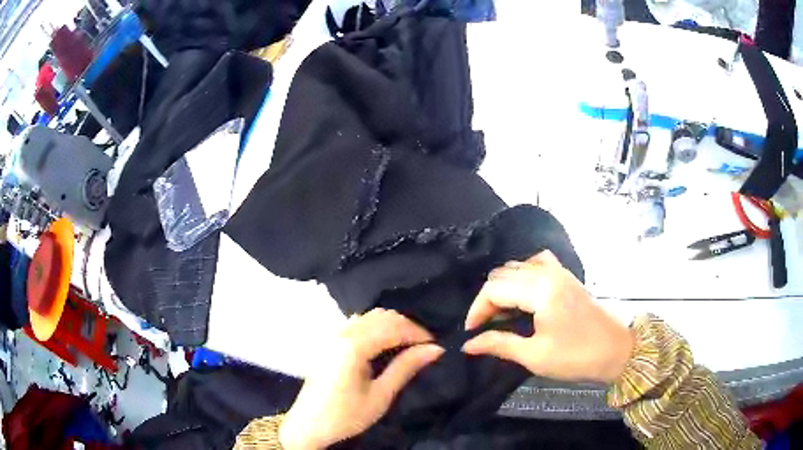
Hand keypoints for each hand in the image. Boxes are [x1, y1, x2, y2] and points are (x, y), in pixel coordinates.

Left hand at [280, 309, 443, 449]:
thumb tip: (435, 349)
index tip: (435, 346)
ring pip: (370, 316)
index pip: (393, 327)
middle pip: (382, 316)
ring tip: (408, 346)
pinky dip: (376, 327)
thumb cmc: (346, 415)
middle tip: (424, 348)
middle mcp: (342, 333)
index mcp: (353, 346)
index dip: (417, 333)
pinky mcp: (330, 342)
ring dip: (392, 325)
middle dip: (407, 327)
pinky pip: (358, 323)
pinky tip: (385, 344)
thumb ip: (406, 367)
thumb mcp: (381, 395)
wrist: (309, 425)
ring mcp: (334, 335)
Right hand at [462, 250, 633, 383]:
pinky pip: (537, 263)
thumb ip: (499, 344)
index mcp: (540, 289)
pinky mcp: (567, 277)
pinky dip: (523, 274)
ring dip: (504, 287)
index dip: (477, 309)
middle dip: (488, 299)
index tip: (471, 332)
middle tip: (485, 327)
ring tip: (502, 312)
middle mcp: (548, 272)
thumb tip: (468, 345)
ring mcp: (560, 271)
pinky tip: (524, 293)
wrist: (617, 351)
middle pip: (503, 274)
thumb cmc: (576, 356)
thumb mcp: (535, 355)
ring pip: (518, 266)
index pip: (494, 288)